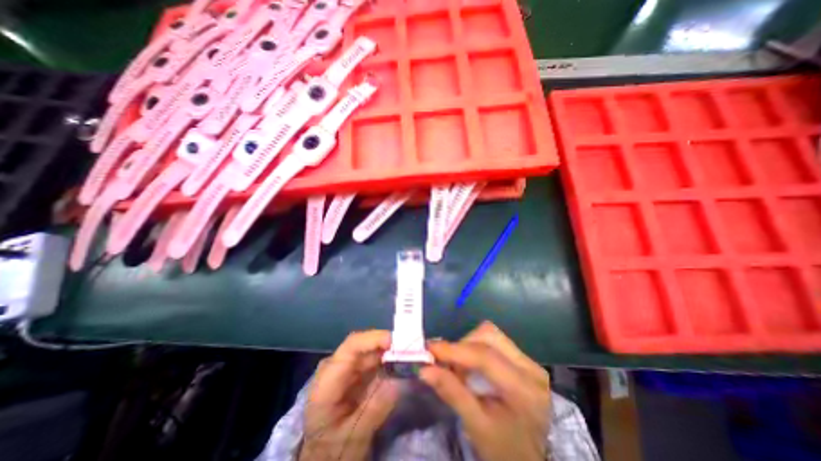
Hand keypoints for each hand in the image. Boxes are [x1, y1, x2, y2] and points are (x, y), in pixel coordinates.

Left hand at [301, 329, 403, 458]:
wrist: (321, 457)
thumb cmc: (333, 449)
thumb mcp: (354, 436)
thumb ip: (376, 408)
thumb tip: (400, 379)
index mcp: (327, 381)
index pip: (351, 347)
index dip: (374, 339)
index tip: (396, 342)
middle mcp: (335, 365)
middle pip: (364, 346)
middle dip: (389, 345)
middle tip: (413, 349)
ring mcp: (345, 366)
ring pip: (371, 350)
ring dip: (391, 351)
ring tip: (412, 355)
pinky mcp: (354, 371)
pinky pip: (373, 359)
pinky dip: (388, 360)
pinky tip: (401, 363)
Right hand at [420, 323, 546, 460]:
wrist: (533, 460)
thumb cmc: (505, 450)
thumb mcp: (477, 427)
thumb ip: (452, 393)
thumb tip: (424, 369)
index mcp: (524, 390)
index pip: (485, 357)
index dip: (455, 350)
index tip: (429, 348)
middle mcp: (531, 368)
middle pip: (489, 336)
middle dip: (462, 345)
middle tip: (446, 364)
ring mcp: (529, 361)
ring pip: (490, 335)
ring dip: (468, 345)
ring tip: (460, 368)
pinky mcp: (523, 359)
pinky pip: (494, 341)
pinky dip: (476, 348)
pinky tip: (471, 367)